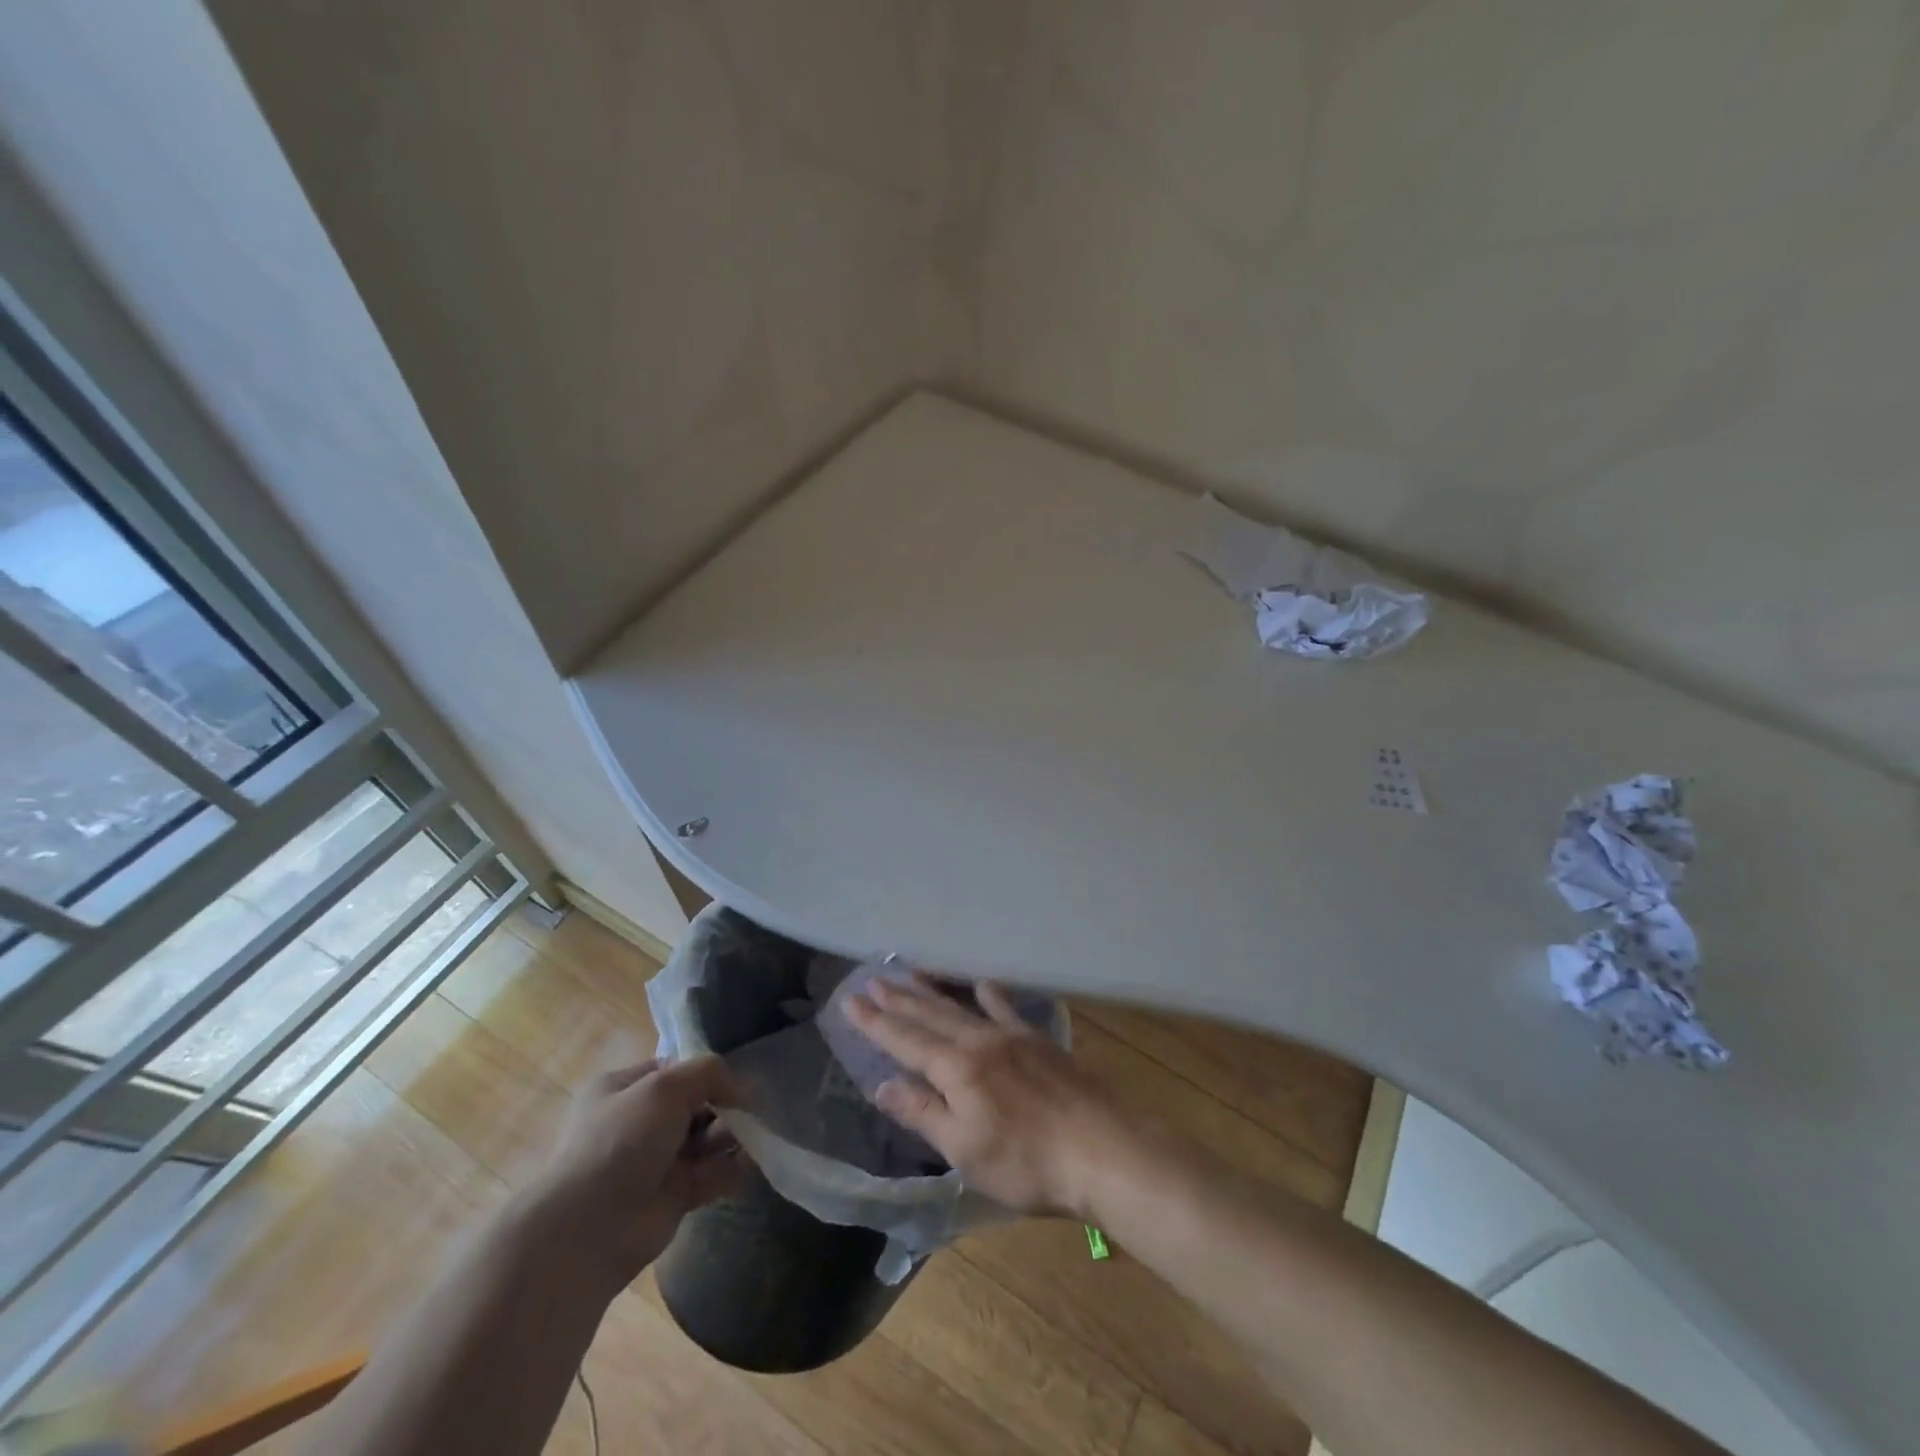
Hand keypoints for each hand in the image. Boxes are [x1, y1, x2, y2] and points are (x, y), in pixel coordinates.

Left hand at [529, 1056, 750, 1293]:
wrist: (587, 1231)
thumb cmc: (621, 1142)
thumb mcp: (665, 1087)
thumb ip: (709, 1072)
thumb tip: (745, 1087)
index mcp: (623, 1089)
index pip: (675, 1069)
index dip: (706, 1071)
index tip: (738, 1076)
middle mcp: (639, 1122)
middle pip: (696, 1103)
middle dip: (725, 1104)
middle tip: (751, 1108)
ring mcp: (656, 1161)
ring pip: (706, 1138)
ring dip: (733, 1134)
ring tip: (757, 1133)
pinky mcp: (674, 1196)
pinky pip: (713, 1173)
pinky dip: (735, 1167)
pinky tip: (755, 1160)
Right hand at [845, 973, 1124, 1216]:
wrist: (1100, 1148)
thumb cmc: (1025, 1162)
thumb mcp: (964, 1148)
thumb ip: (923, 1112)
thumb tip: (882, 1086)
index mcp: (956, 1069)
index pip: (905, 1040)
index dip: (875, 1022)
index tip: (850, 1000)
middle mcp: (979, 1041)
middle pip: (930, 1015)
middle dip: (898, 999)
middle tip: (873, 978)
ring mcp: (1012, 1036)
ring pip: (961, 1007)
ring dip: (932, 991)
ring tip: (911, 971)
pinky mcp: (1039, 1041)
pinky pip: (1006, 1008)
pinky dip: (988, 995)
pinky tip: (982, 984)